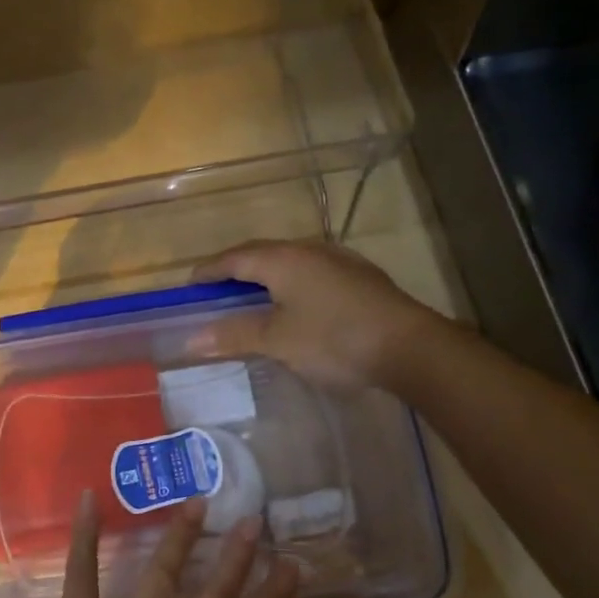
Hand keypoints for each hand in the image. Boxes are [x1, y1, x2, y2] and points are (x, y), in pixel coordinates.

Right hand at [200, 239, 439, 389]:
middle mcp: (309, 250)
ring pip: (290, 263)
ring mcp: (339, 262)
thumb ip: (234, 335)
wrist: (409, 347)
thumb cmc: (334, 340)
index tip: (189, 285)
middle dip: (235, 271)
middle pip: (261, 255)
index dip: (209, 271)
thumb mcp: (277, 341)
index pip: (234, 258)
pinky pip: (311, 274)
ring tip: (252, 299)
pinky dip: (291, 286)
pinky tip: (296, 305)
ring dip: (265, 278)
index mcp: (283, 259)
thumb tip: (191, 339)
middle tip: (216, 293)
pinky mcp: (360, 278)